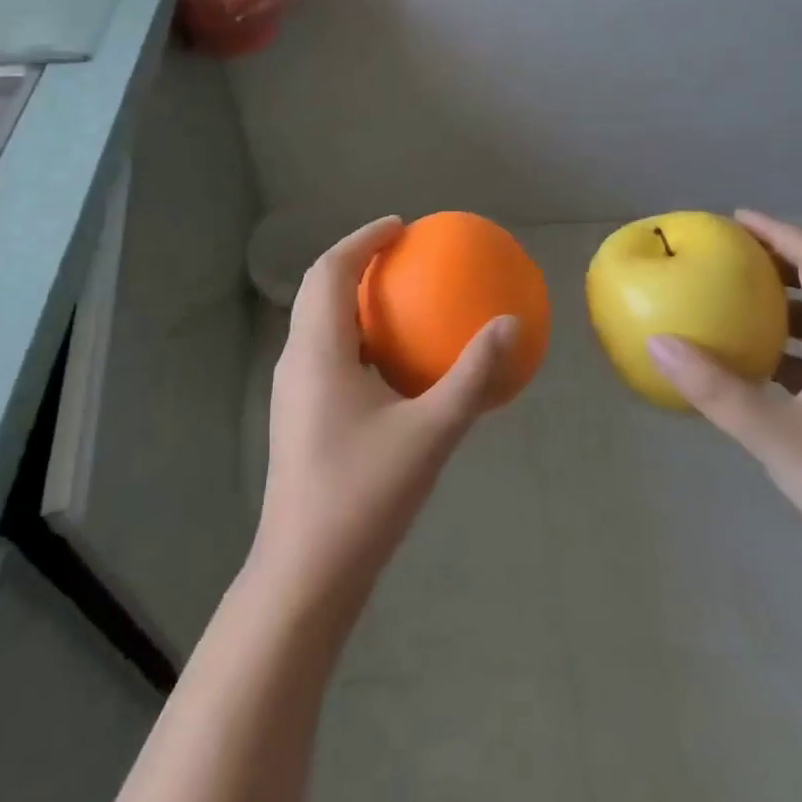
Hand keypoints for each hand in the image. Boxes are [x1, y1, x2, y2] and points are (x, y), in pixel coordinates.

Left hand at [250, 217, 516, 613]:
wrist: (304, 574)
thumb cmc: (363, 496)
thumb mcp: (430, 433)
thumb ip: (471, 376)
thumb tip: (510, 324)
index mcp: (316, 351)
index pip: (329, 271)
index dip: (362, 239)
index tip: (400, 227)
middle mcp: (295, 361)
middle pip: (317, 290)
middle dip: (355, 262)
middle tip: (401, 254)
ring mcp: (291, 392)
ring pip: (317, 323)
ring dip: (351, 299)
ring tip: (397, 299)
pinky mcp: (297, 418)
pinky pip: (324, 354)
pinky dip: (353, 336)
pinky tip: (389, 364)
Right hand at [647, 210, 801, 603]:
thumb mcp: (777, 437)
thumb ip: (715, 389)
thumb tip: (658, 343)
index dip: (780, 231)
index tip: (735, 220)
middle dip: (778, 261)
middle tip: (727, 257)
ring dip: (785, 303)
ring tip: (737, 304)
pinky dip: (793, 345)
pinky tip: (762, 369)